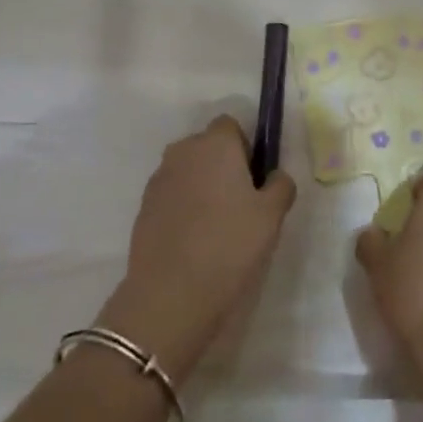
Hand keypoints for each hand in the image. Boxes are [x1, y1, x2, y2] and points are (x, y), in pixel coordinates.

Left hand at [97, 115, 296, 383]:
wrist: (170, 295)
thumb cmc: (229, 246)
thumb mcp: (271, 217)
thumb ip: (280, 186)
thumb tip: (275, 176)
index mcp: (215, 144)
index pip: (231, 126)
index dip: (245, 148)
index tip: (253, 181)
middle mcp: (183, 151)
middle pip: (207, 147)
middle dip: (222, 166)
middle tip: (239, 205)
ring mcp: (159, 178)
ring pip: (188, 172)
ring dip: (201, 187)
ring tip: (215, 228)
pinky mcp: (143, 207)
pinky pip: (171, 196)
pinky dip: (182, 208)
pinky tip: (193, 242)